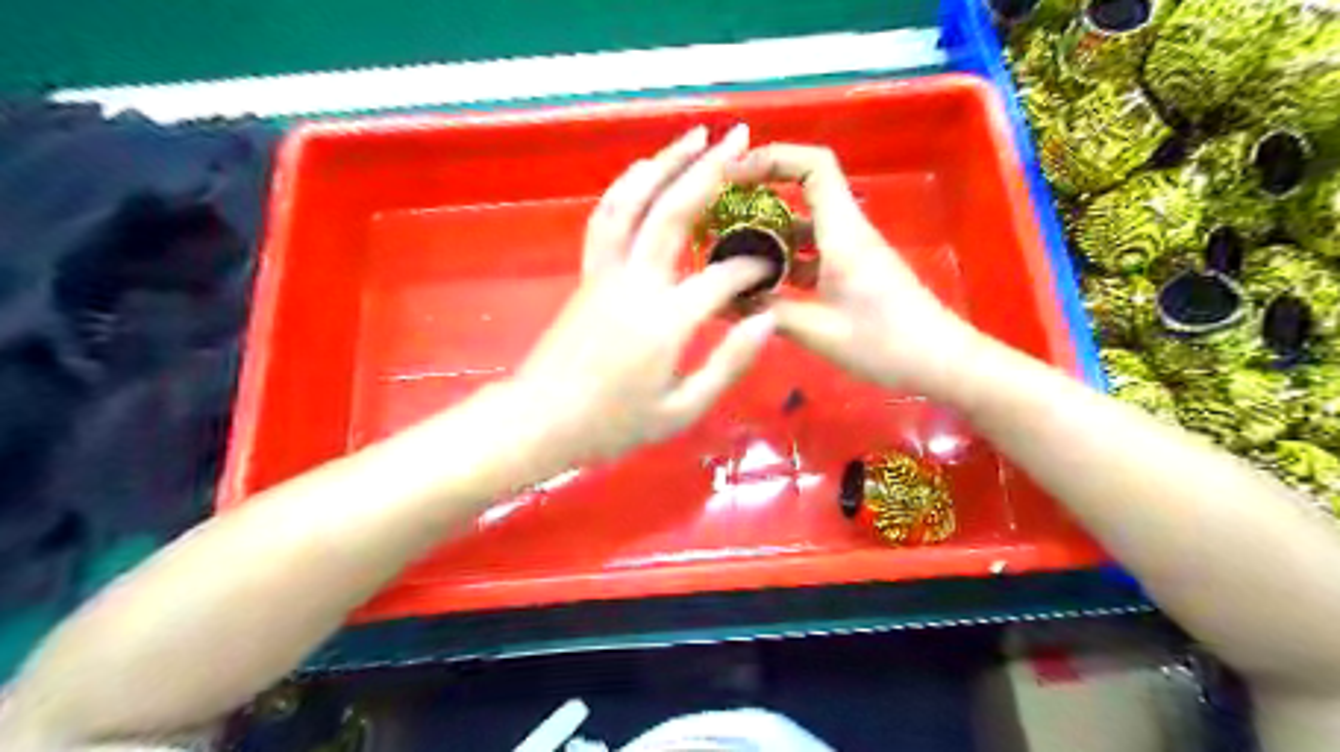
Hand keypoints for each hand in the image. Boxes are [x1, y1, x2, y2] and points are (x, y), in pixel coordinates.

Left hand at [507, 125, 774, 467]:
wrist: (542, 420)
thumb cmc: (614, 423)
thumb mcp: (682, 410)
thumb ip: (728, 364)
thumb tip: (766, 321)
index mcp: (665, 321)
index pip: (721, 277)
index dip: (752, 267)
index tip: (770, 266)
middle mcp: (635, 283)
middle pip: (674, 212)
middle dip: (711, 171)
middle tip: (740, 139)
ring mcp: (606, 273)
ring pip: (633, 201)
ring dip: (664, 163)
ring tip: (693, 136)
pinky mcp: (588, 273)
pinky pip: (607, 218)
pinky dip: (626, 186)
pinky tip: (644, 170)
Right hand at [729, 140, 980, 400]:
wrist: (941, 363)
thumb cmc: (885, 343)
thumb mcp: (819, 332)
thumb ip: (769, 312)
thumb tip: (726, 301)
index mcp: (843, 233)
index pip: (813, 166)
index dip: (772, 157)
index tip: (733, 174)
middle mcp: (847, 232)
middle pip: (804, 190)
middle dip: (761, 194)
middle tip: (719, 214)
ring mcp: (851, 253)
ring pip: (805, 227)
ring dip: (770, 235)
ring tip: (730, 255)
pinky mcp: (853, 273)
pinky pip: (812, 255)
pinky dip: (785, 262)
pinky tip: (760, 286)